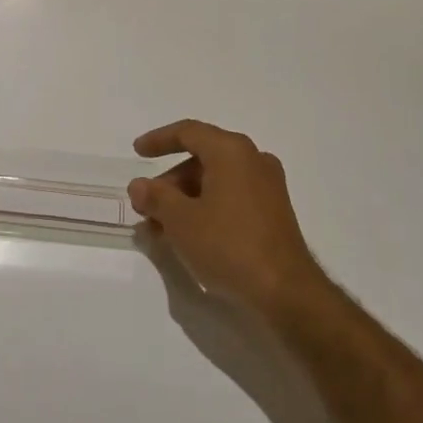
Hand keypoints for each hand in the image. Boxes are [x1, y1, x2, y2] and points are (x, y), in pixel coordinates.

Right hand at [128, 120, 325, 313]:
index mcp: (231, 151)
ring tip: (161, 229)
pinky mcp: (274, 211)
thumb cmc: (229, 245)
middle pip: (201, 158)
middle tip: (146, 206)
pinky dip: (207, 208)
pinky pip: (231, 197)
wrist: (286, 291)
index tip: (137, 153)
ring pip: (216, 180)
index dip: (159, 140)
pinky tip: (189, 236)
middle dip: (169, 182)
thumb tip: (139, 186)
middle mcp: (253, 159)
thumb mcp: (181, 221)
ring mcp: (267, 186)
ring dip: (185, 199)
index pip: (188, 132)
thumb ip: (156, 197)